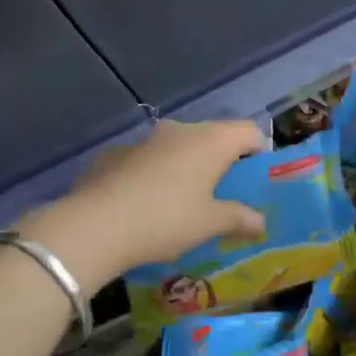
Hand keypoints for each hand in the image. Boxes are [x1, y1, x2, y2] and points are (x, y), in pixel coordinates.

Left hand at [20, 120, 266, 291]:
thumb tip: (260, 220)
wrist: (95, 225)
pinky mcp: (115, 153)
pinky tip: (145, 204)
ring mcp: (145, 139)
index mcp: (211, 141)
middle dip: (221, 161)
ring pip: (177, 146)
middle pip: (213, 136)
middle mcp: (180, 130)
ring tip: (182, 201)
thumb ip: (239, 218)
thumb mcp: (209, 224)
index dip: (258, 152)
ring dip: (185, 166)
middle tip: (222, 194)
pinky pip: (147, 159)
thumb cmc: (166, 220)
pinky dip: (154, 174)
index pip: (249, 132)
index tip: (254, 180)